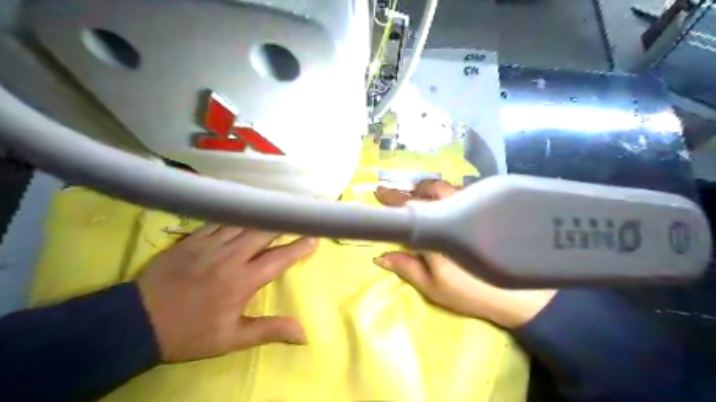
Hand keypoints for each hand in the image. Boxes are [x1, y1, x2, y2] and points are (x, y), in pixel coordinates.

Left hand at [138, 225, 317, 362]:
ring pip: (244, 221)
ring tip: (277, 210)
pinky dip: (237, 215)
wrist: (135, 322)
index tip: (314, 237)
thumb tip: (304, 333)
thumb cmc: (189, 333)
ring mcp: (209, 244)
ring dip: (263, 216)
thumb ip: (270, 330)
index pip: (279, 258)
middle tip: (298, 216)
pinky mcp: (192, 238)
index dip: (299, 247)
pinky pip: (220, 220)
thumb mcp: (232, 339)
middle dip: (284, 223)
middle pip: (264, 231)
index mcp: (242, 281)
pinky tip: (244, 210)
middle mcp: (230, 256)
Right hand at [372, 183, 554, 329]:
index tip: (379, 193)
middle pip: (427, 191)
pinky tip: (444, 201)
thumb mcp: (433, 287)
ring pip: (445, 188)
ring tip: (416, 194)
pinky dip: (446, 192)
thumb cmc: (472, 292)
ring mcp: (474, 207)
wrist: (522, 296)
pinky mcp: (487, 209)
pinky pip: (461, 192)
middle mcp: (455, 212)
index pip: (409, 210)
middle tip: (395, 193)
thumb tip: (379, 256)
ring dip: (427, 189)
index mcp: (438, 232)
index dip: (392, 200)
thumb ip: (406, 268)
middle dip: (408, 190)